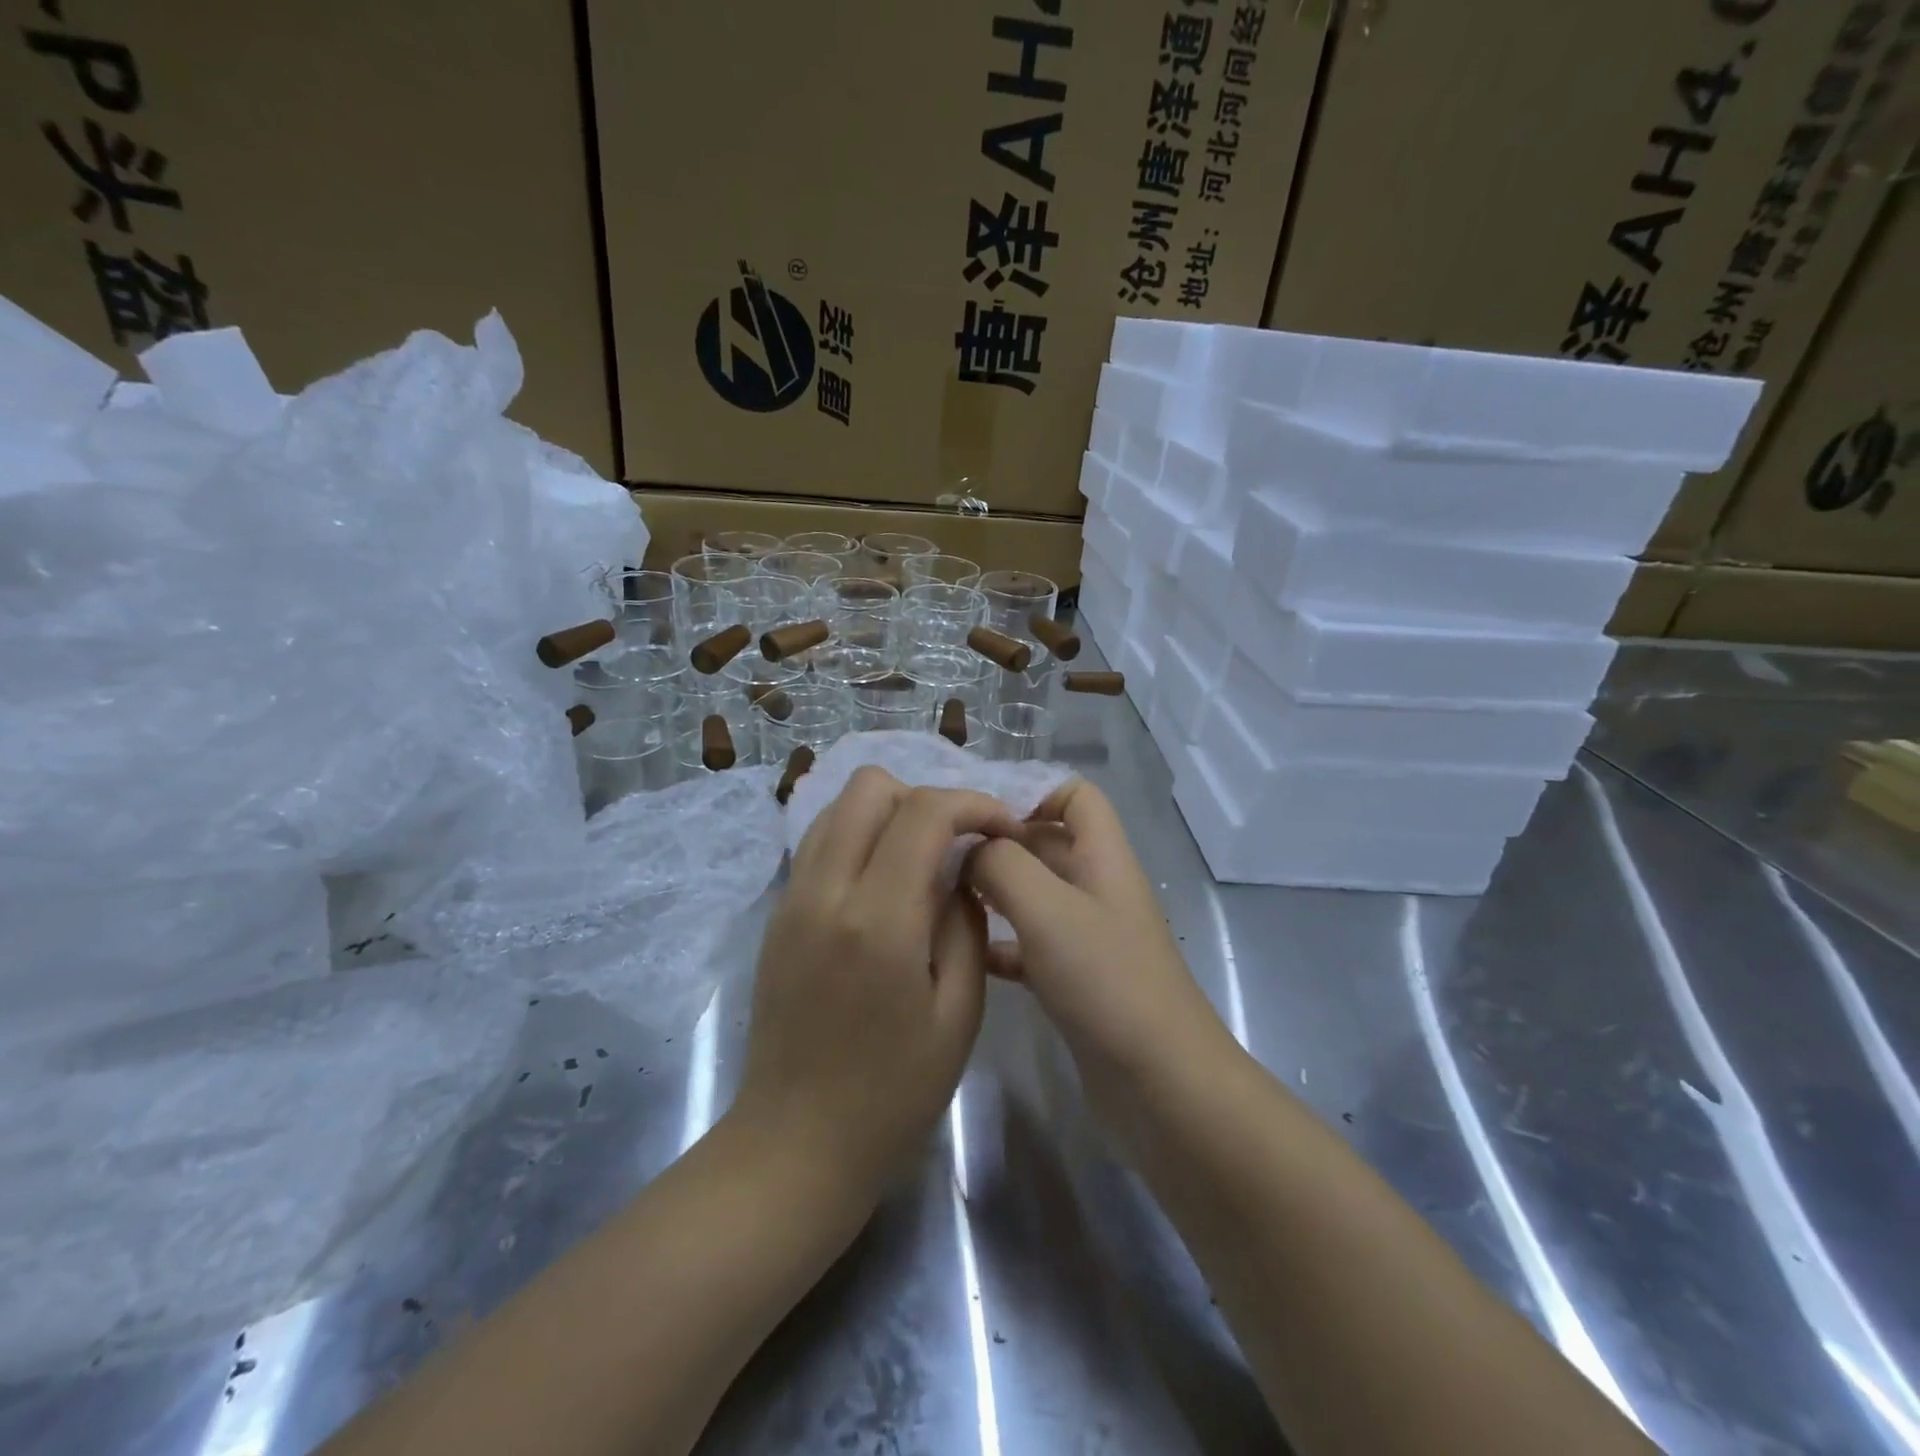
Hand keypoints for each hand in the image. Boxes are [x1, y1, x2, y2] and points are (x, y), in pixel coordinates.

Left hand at [733, 767, 1018, 1204]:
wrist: (796, 1143)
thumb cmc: (893, 1092)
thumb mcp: (959, 1011)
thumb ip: (965, 922)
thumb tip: (962, 869)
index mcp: (880, 919)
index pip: (925, 811)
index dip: (974, 804)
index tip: (1002, 829)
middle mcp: (826, 891)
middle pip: (869, 786)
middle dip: (925, 797)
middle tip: (956, 842)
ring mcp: (792, 898)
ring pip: (836, 805)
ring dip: (887, 812)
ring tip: (921, 856)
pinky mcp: (777, 913)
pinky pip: (819, 842)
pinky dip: (857, 836)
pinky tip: (883, 880)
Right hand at [964, 779, 1234, 1087]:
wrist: (1160, 1085)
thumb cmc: (1107, 982)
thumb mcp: (1048, 909)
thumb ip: (1002, 864)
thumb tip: (967, 847)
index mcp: (1103, 857)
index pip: (1076, 795)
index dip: (1032, 792)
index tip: (978, 817)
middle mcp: (1097, 888)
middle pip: (1046, 842)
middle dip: (997, 843)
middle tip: (937, 857)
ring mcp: (1087, 937)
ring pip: (1033, 894)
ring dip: (992, 891)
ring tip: (940, 897)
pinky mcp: (1074, 980)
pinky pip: (1029, 944)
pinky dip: (999, 941)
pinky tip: (964, 953)